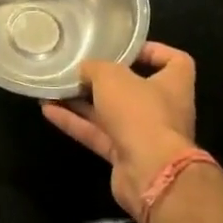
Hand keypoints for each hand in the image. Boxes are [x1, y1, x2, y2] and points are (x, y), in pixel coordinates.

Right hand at [42, 42, 199, 221]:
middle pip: (134, 88)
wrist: (149, 173)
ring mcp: (143, 134)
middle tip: (80, 68)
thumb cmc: (140, 112)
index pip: (175, 61)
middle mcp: (162, 109)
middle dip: (106, 79)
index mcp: (174, 84)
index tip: (126, 48)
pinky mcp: (125, 156)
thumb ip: (95, 68)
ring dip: (82, 101)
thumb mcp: (112, 77)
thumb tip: (84, 71)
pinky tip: (48, 110)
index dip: (153, 51)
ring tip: (55, 87)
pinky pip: (97, 134)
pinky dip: (74, 123)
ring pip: (110, 113)